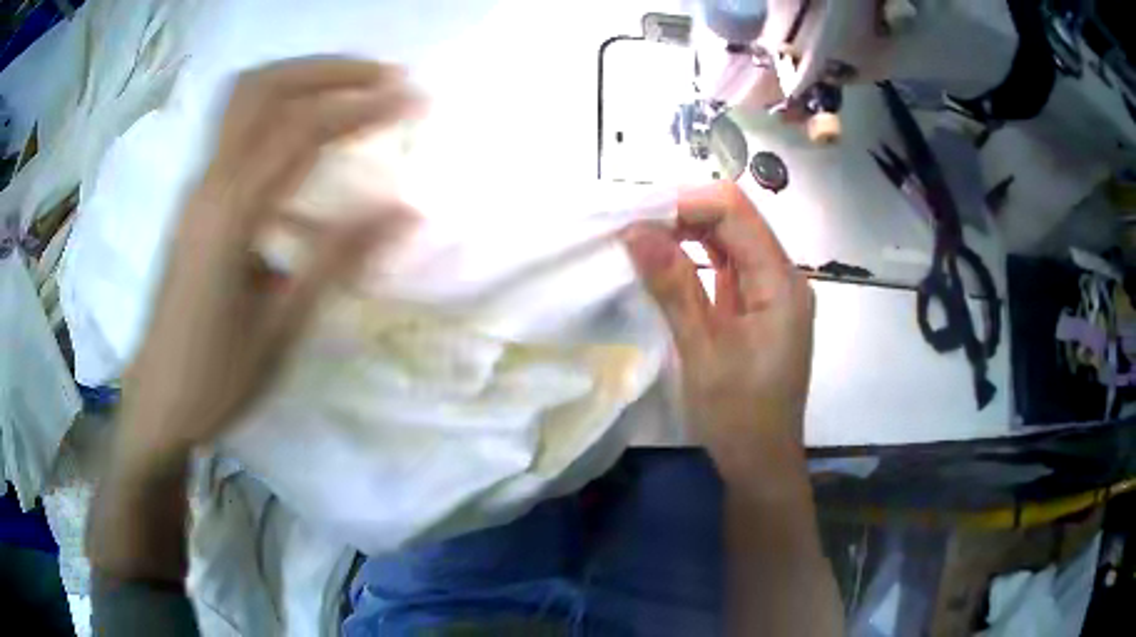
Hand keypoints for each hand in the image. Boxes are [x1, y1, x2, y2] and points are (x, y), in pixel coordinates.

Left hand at [117, 58, 419, 465]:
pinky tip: (305, 140)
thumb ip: (338, 259)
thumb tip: (405, 209)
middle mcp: (208, 185)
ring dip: (299, 79)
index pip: (301, 131)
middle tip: (381, 76)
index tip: (413, 98)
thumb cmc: (218, 378)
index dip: (362, 106)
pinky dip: (277, 110)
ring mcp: (196, 189)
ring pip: (243, 100)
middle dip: (327, 70)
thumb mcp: (282, 328)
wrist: (158, 403)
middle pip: (262, 88)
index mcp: (230, 217)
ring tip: (349, 88)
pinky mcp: (195, 202)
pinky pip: (236, 131)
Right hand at [623, 181, 813, 485]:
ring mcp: (773, 294)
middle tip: (633, 227)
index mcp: (781, 282)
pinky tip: (666, 265)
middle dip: (684, 216)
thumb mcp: (702, 350)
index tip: (638, 216)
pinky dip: (696, 261)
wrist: (762, 464)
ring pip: (730, 243)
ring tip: (642, 241)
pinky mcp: (759, 311)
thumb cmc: (738, 416)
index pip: (736, 211)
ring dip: (688, 236)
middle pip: (736, 221)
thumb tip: (635, 229)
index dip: (687, 203)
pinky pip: (728, 270)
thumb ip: (673, 285)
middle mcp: (783, 278)